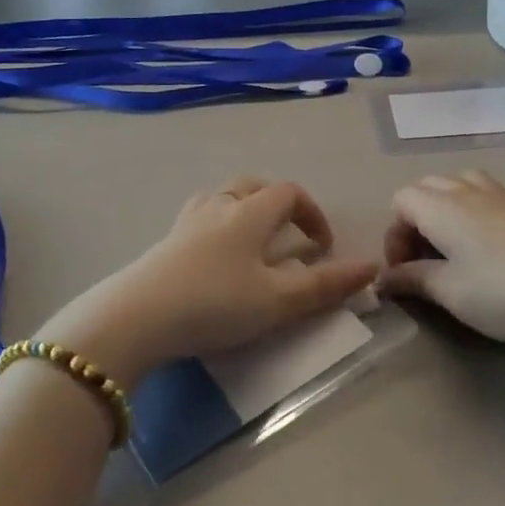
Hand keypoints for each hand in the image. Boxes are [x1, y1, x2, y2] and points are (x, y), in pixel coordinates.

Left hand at [36, 178, 378, 384]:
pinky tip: (215, 261)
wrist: (132, 320)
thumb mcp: (278, 301)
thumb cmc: (215, 304)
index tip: (323, 247)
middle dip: (278, 204)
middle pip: (253, 186)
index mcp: (249, 212)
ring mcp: (185, 223)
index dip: (313, 213)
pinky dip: (218, 228)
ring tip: (253, 242)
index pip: (289, 193)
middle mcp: (217, 206)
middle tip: (289, 234)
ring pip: (221, 197)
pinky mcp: (162, 244)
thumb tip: (371, 267)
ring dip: (244, 210)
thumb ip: (326, 285)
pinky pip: (199, 219)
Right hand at [379, 171, 504, 346]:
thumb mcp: (452, 293)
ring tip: (461, 243)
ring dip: (455, 205)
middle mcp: (472, 192)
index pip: (401, 200)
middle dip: (419, 217)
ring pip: (469, 181)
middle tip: (427, 260)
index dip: (394, 234)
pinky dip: (496, 206)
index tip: (404, 273)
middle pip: (431, 185)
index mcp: (442, 208)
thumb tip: (383, 278)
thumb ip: (414, 280)